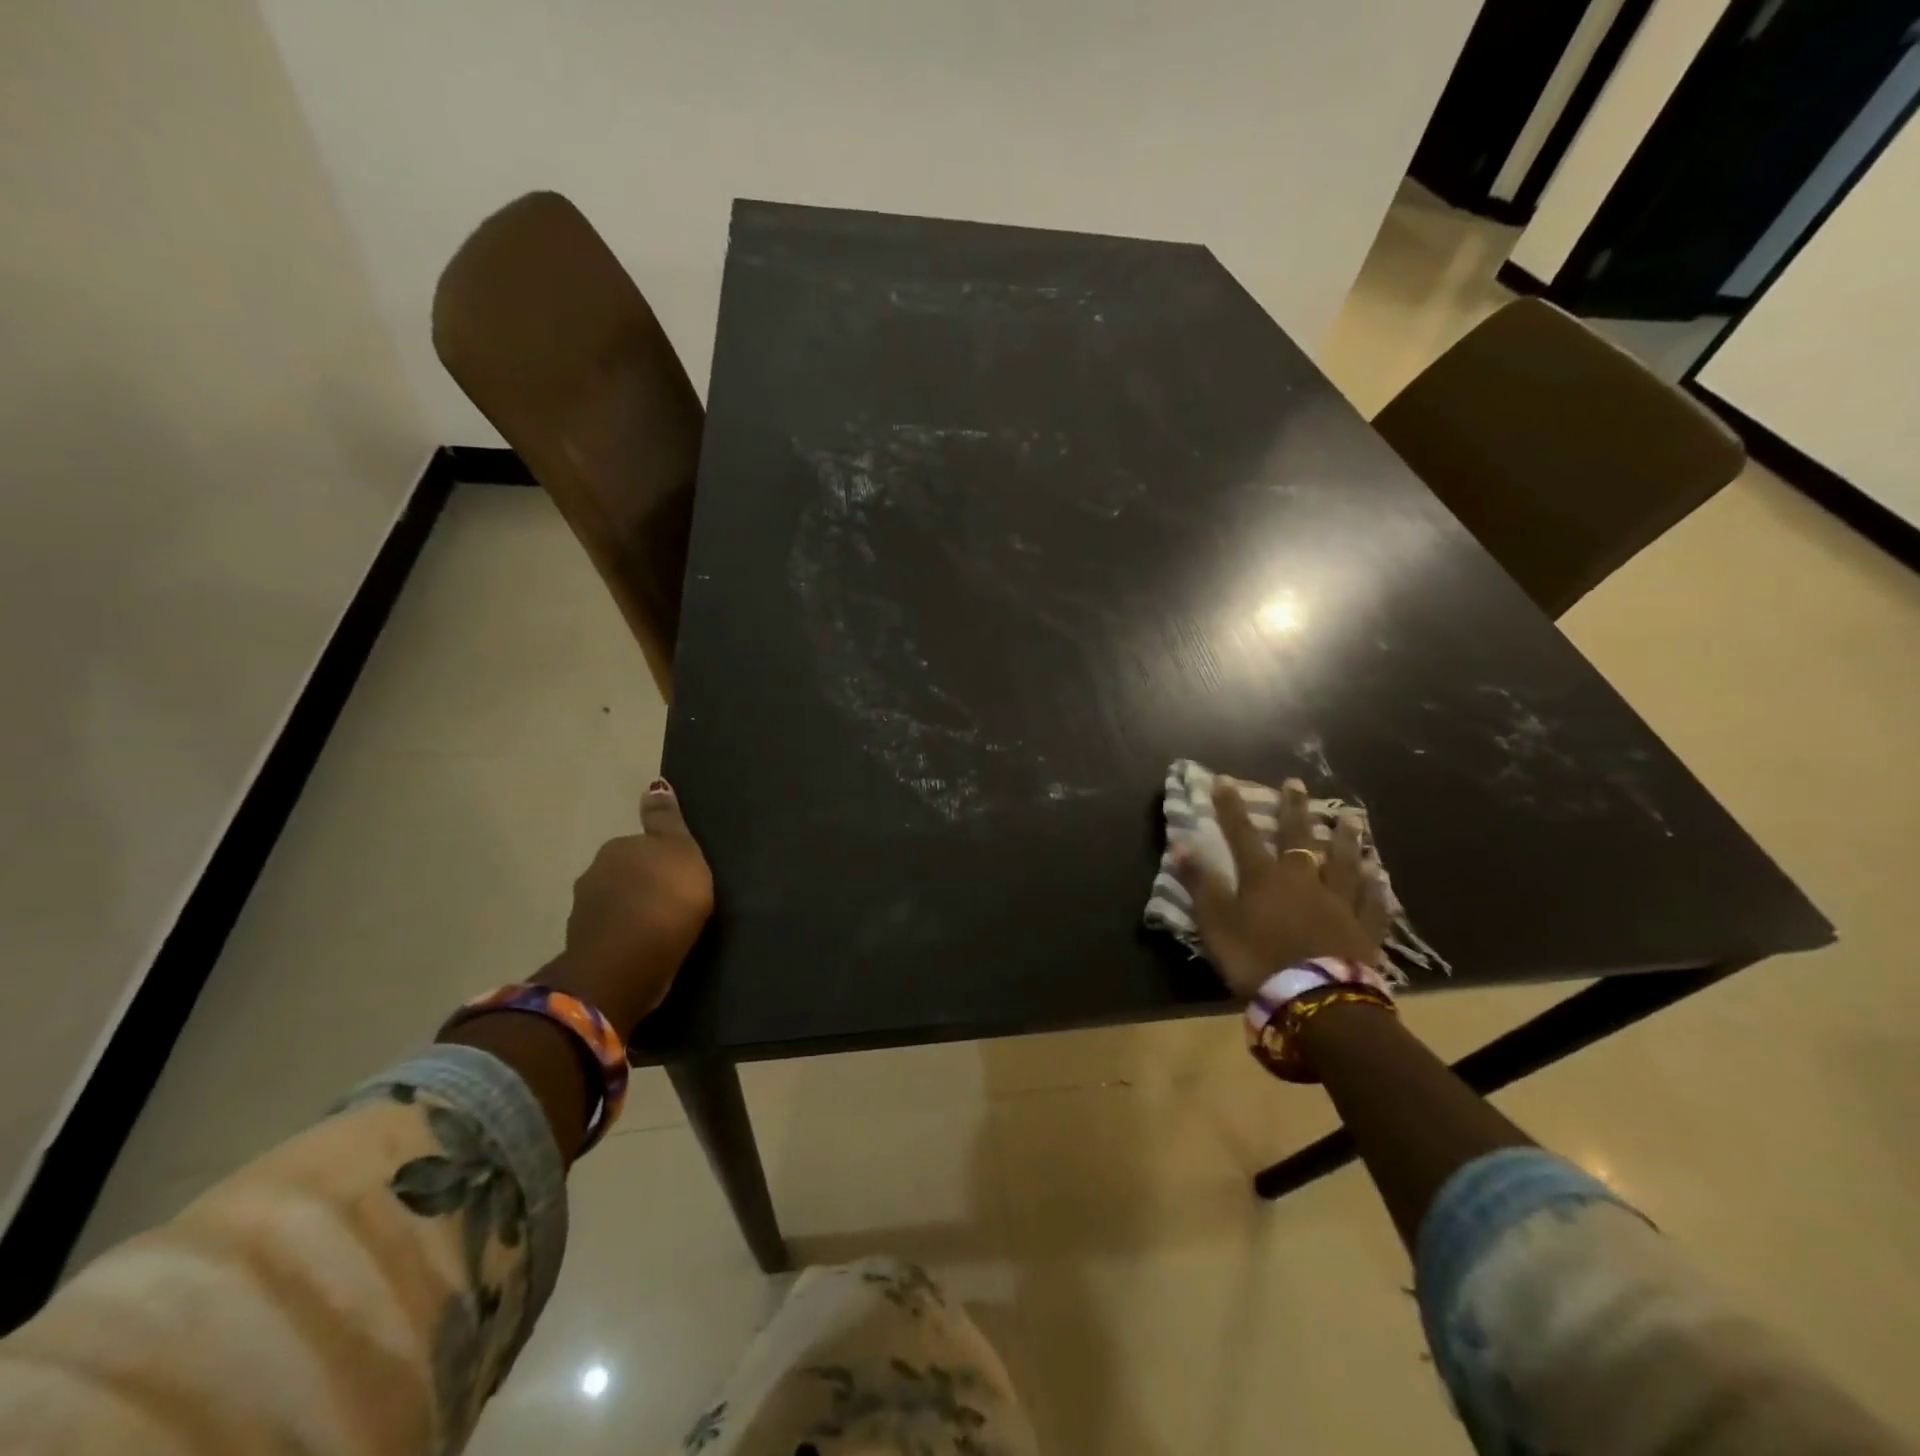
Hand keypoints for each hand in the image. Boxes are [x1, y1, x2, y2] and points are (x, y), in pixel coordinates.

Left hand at [541, 779, 714, 1033]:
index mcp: (618, 847)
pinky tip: (642, 950)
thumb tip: (654, 784)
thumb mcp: (680, 851)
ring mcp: (584, 912)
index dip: (660, 859)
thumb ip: (666, 820)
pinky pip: (610, 935)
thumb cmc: (666, 898)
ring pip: (613, 905)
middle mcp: (594, 873)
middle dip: (641, 884)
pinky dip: (624, 939)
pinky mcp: (585, 948)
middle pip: (623, 874)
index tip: (678, 877)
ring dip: (630, 912)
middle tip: (671, 902)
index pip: (640, 845)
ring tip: (658, 929)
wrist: (628, 961)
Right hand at [1173, 777, 1388, 998]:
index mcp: (1264, 877)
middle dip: (1295, 809)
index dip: (1231, 807)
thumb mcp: (1215, 923)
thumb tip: (1180, 843)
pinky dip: (1375, 887)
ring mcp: (1338, 903)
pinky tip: (1380, 874)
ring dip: (1346, 838)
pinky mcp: (1364, 929)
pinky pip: (1371, 902)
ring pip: (1344, 862)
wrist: (1316, 1000)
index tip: (1224, 780)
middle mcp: (1303, 880)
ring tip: (1352, 817)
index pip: (1242, 834)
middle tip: (1297, 783)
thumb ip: (1200, 883)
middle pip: (1299, 838)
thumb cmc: (1257, 959)